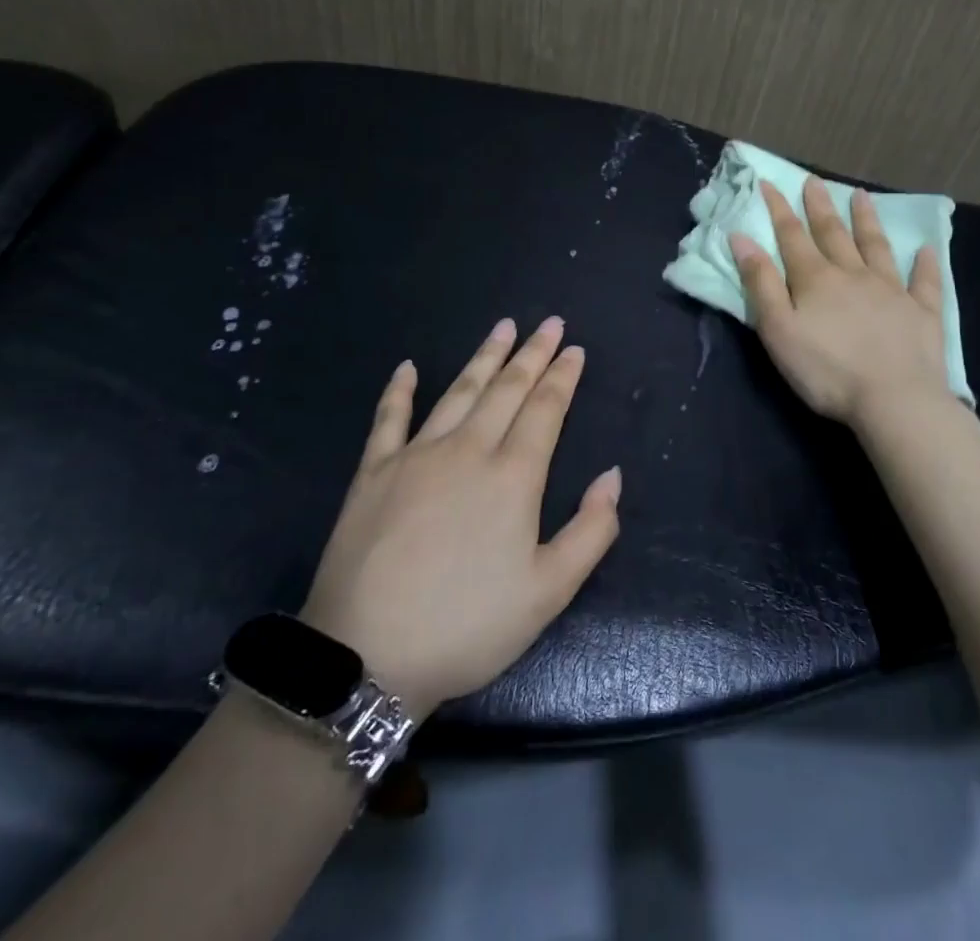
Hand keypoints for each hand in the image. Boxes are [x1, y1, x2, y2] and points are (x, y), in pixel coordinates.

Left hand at [301, 316, 621, 715]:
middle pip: (506, 389)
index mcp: (513, 476)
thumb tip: (613, 476)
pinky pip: (389, 418)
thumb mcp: (548, 593)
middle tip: (549, 323)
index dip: (562, 377)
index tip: (574, 349)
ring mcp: (416, 455)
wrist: (367, 656)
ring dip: (485, 357)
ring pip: (459, 391)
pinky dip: (400, 389)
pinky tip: (409, 366)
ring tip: (503, 327)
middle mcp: (468, 450)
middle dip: (532, 353)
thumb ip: (591, 531)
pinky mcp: (374, 471)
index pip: (544, 410)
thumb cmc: (467, 626)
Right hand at [730, 178, 949, 426]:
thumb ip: (760, 283)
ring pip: (876, 247)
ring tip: (861, 196)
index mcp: (816, 279)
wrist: (894, 400)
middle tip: (814, 181)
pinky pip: (923, 282)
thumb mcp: (779, 330)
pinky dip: (924, 264)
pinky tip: (926, 249)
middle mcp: (854, 274)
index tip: (769, 183)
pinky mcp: (922, 312)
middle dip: (820, 206)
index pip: (792, 236)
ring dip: (867, 220)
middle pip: (833, 233)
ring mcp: (892, 290)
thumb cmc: (827, 370)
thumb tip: (742, 238)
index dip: (779, 209)